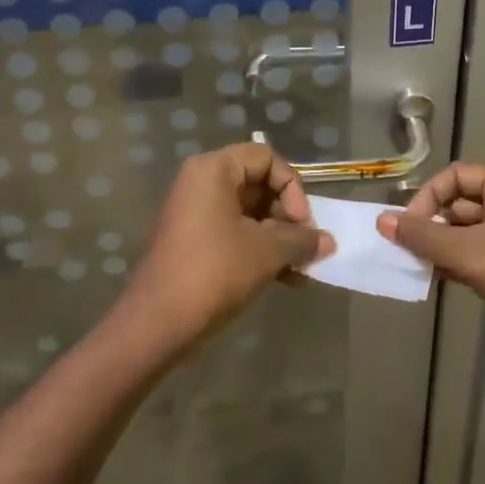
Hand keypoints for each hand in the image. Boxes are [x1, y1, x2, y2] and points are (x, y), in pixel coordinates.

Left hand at [123, 144, 332, 349]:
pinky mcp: (194, 241)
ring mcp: (196, 213)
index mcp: (213, 170)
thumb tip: (328, 241)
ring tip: (302, 269)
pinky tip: (286, 279)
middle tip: (305, 247)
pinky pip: (235, 233)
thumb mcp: (266, 252)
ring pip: (250, 213)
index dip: (292, 188)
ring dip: (279, 238)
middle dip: (288, 217)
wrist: (156, 325)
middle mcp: (201, 182)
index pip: (266, 158)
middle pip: (259, 184)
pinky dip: (260, 250)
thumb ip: (301, 240)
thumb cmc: (214, 273)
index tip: (302, 223)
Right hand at [376, 163, 484, 372]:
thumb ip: (423, 235)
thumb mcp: (468, 252)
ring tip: (413, 264)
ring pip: (466, 231)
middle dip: (431, 224)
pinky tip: (432, 278)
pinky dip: (454, 262)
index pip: (455, 176)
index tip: (407, 227)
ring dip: (440, 246)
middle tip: (404, 247)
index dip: (427, 197)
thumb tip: (382, 220)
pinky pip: (476, 254)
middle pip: (459, 203)